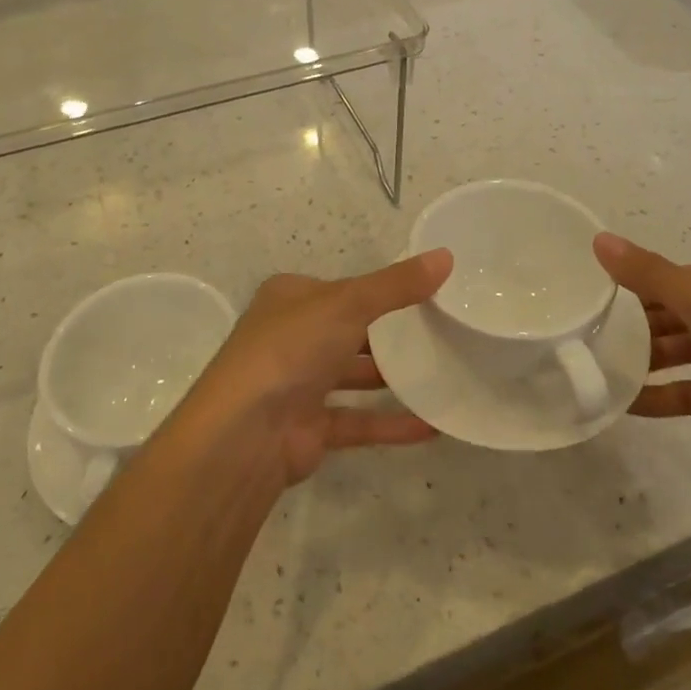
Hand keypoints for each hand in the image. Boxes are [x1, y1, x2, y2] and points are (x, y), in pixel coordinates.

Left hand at [183, 250, 453, 486]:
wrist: (245, 433)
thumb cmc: (291, 349)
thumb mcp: (347, 303)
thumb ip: (396, 285)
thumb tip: (446, 256)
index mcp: (290, 299)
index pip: (341, 288)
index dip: (378, 289)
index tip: (423, 293)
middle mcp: (290, 338)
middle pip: (348, 331)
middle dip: (388, 334)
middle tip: (440, 332)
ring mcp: (298, 385)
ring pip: (352, 377)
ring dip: (391, 378)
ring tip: (442, 374)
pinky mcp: (309, 428)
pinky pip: (358, 421)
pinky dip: (391, 423)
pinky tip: (432, 425)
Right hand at [594, 234, 690, 506]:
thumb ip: (649, 273)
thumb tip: (599, 239)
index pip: (676, 275)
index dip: (636, 282)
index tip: (591, 295)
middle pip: (676, 312)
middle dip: (635, 322)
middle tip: (588, 332)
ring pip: (680, 351)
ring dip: (643, 358)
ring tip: (598, 365)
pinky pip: (687, 391)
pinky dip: (657, 395)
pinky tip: (622, 401)